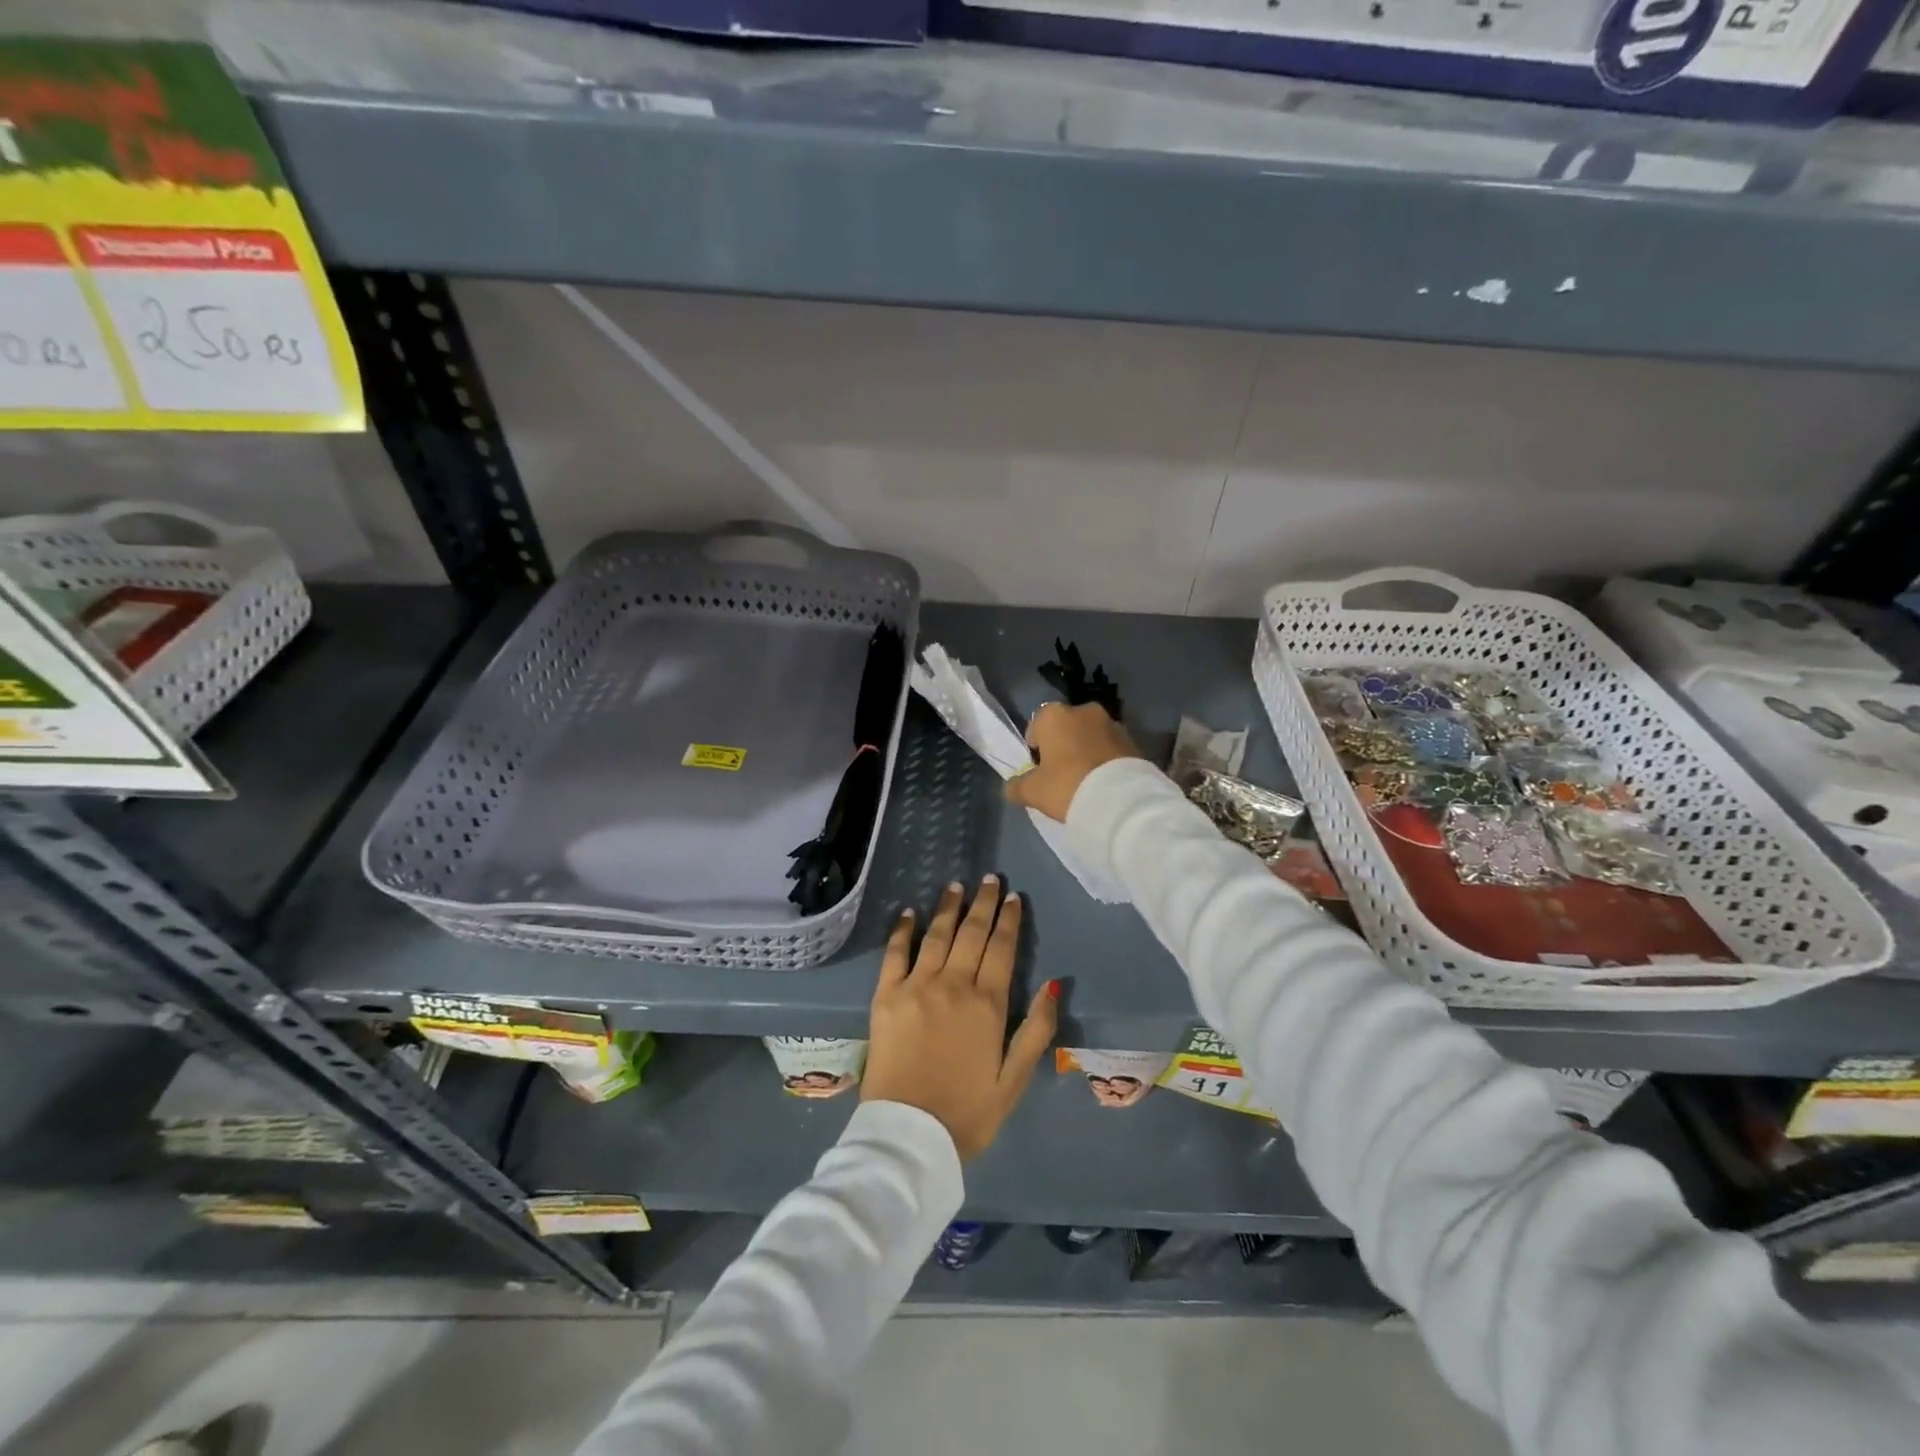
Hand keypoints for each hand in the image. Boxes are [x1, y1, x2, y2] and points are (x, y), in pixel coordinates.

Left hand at [863, 877, 1057, 1160]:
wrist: (909, 1136)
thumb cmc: (967, 1113)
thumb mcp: (1014, 1080)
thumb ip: (1036, 1030)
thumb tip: (1053, 984)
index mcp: (988, 1004)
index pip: (1002, 949)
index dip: (1009, 920)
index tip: (1013, 897)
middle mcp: (953, 985)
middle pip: (971, 934)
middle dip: (983, 903)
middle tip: (989, 879)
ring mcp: (916, 987)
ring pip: (936, 935)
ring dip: (948, 907)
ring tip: (956, 885)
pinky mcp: (885, 997)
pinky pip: (895, 953)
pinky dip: (903, 930)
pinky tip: (909, 912)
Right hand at [1004, 701, 1144, 822]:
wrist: (1121, 799)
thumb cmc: (1067, 786)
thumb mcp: (1033, 792)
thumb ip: (1017, 786)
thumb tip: (1011, 787)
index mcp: (1055, 715)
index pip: (1037, 725)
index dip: (1036, 746)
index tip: (1039, 768)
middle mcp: (1084, 710)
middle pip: (1066, 728)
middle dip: (1063, 745)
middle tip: (1062, 774)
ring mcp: (1112, 723)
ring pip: (1091, 736)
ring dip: (1087, 750)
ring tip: (1086, 781)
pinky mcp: (1133, 741)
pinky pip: (1111, 748)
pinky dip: (1106, 760)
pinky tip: (1104, 782)